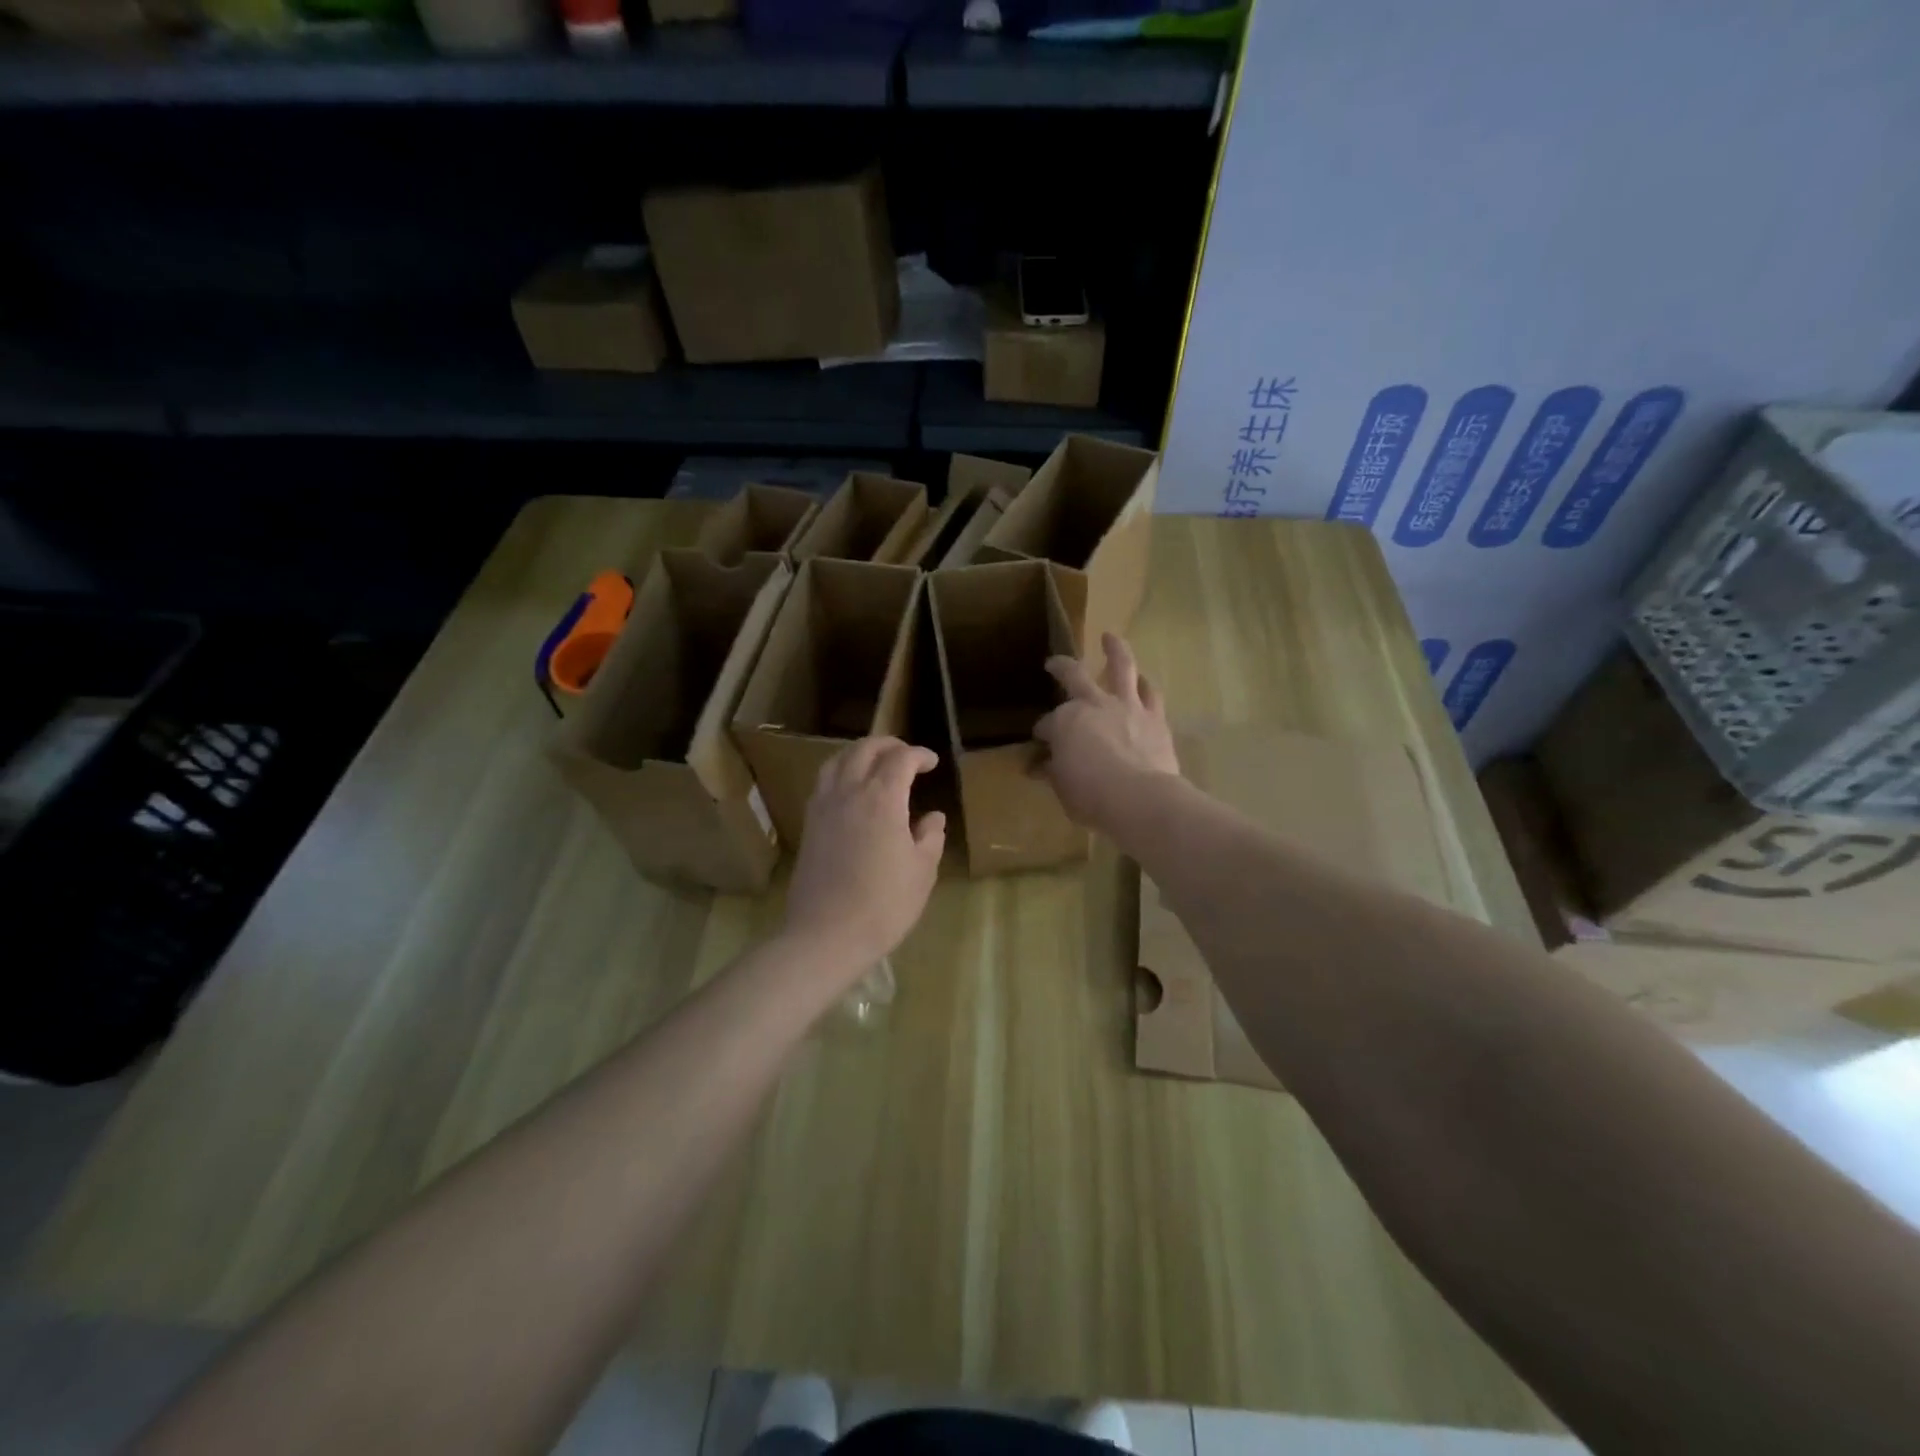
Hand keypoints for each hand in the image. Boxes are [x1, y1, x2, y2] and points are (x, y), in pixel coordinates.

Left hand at [782, 737, 946, 979]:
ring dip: (859, 753)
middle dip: (888, 745)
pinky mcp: (809, 824)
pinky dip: (840, 772)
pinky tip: (850, 791)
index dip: (919, 755)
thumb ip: (930, 838)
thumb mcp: (921, 872)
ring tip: (875, 764)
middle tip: (907, 755)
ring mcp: (824, 807)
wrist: (826, 935)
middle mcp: (849, 792)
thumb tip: (933, 818)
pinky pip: (823, 782)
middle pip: (865, 749)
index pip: (901, 759)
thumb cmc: (884, 905)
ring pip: (838, 760)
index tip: (932, 763)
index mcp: (882, 799)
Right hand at [1035, 633, 1179, 833]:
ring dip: (1114, 650)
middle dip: (1061, 668)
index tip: (1040, 752)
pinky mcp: (1155, 718)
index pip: (1046, 725)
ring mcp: (1127, 706)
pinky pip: (1151, 693)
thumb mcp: (1062, 787)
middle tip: (1054, 664)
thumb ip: (1053, 772)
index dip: (1042, 736)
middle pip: (1074, 676)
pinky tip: (1144, 680)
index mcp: (1064, 721)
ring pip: (1121, 667)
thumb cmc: (1091, 795)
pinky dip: (1146, 685)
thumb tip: (1040, 767)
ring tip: (1110, 637)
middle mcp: (1093, 704)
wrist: (1140, 798)